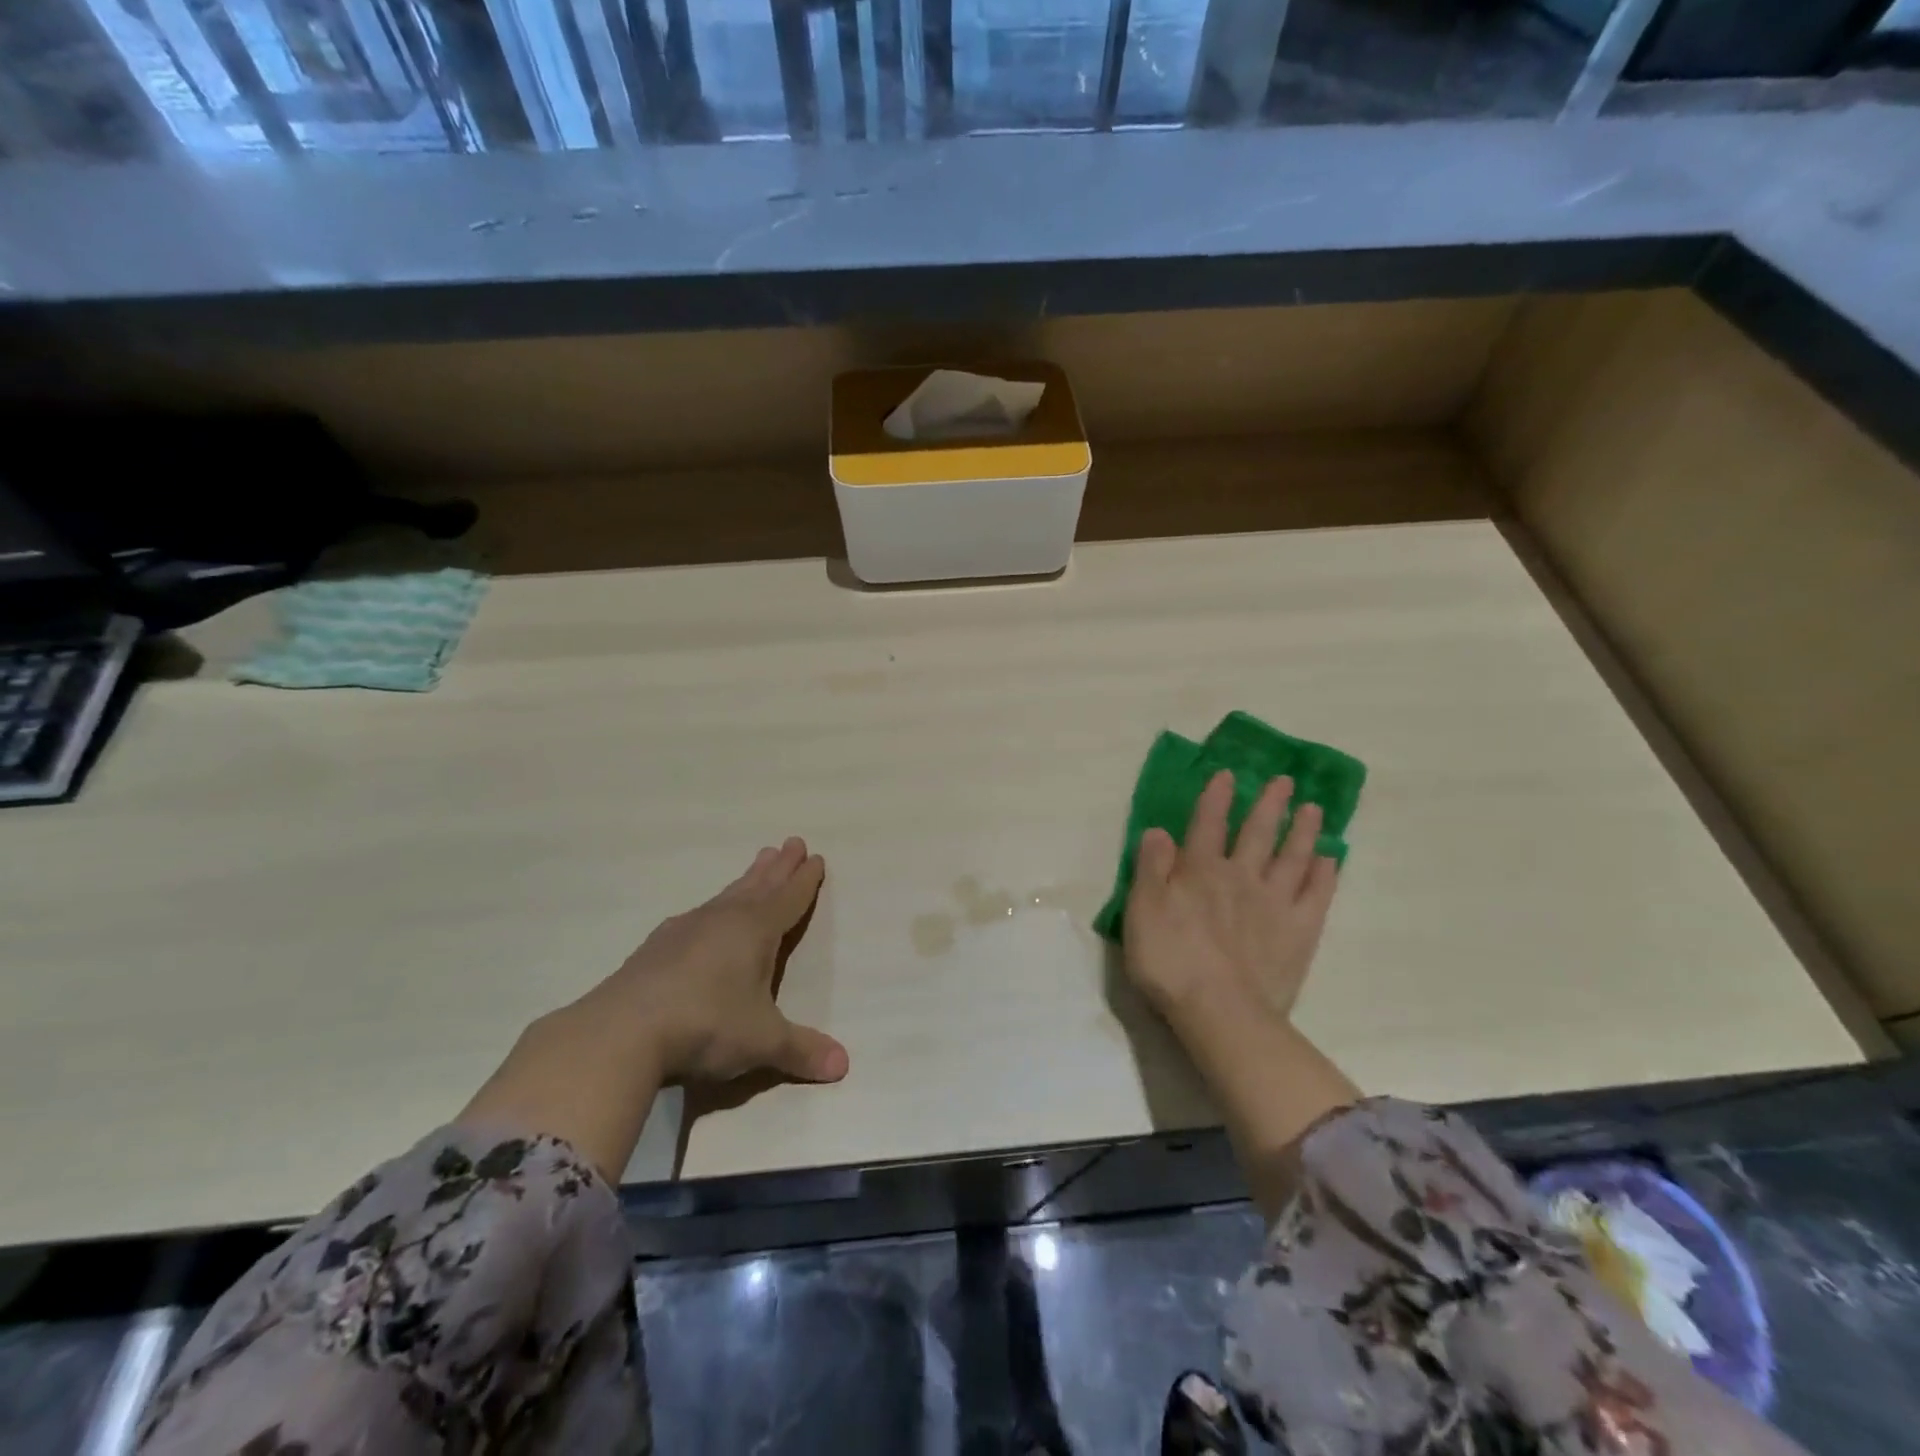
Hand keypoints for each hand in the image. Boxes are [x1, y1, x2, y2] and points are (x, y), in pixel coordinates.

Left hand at [586, 837, 848, 1085]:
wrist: (622, 1032)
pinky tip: (703, 913)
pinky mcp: (657, 947)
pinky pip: (697, 915)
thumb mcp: (762, 1042)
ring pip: (727, 895)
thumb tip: (843, 1065)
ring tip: (759, 861)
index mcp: (755, 931)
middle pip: (759, 886)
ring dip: (747, 879)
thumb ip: (802, 1050)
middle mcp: (723, 920)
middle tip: (791, 842)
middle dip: (779, 867)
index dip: (804, 881)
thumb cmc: (707, 1026)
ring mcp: (686, 930)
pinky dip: (713, 907)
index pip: (788, 899)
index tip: (815, 858)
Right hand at [1123, 770, 1359, 1216]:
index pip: (1208, 824)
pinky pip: (1316, 894)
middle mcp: (1240, 876)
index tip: (1227, 774)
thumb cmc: (1170, 961)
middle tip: (1284, 781)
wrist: (1220, 1012)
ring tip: (1313, 808)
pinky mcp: (1300, 932)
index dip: (1215, 797)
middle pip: (1256, 832)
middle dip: (1268, 804)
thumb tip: (1158, 831)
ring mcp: (1275, 903)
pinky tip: (1332, 857)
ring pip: (1292, 856)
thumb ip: (1150, 868)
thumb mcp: (1142, 911)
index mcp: (1199, 870)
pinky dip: (1325, 873)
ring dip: (1302, 830)